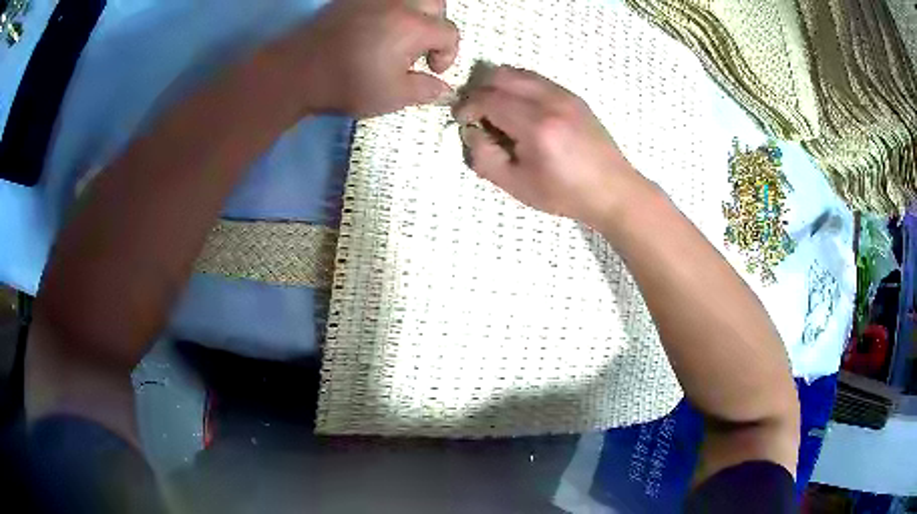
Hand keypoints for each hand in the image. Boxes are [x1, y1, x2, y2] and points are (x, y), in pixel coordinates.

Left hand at [277, 0, 459, 117]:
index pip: (449, 33)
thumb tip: (443, 88)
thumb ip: (424, 90)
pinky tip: (377, 27)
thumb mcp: (392, 96)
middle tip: (420, 47)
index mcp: (413, 27)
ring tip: (401, 34)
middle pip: (436, 4)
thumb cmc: (347, 84)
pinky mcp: (352, 0)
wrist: (297, 71)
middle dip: (436, 25)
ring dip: (415, 13)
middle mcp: (399, 4)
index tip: (432, 70)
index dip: (448, 54)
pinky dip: (389, 9)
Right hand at [453, 66, 646, 227]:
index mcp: (535, 126)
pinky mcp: (573, 95)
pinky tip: (521, 110)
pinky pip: (535, 79)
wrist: (613, 190)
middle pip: (499, 75)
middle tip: (477, 114)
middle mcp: (550, 100)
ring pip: (517, 72)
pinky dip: (518, 87)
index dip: (467, 107)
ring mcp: (564, 94)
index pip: (487, 98)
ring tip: (498, 111)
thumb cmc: (564, 194)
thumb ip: (483, 157)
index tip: (463, 121)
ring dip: (499, 86)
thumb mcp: (515, 185)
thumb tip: (471, 130)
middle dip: (479, 90)